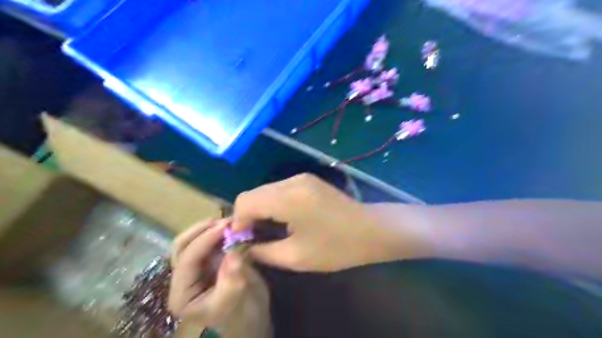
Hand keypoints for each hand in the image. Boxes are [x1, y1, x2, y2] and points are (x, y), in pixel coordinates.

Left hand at [170, 219, 273, 337]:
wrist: (252, 317)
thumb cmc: (241, 315)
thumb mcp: (236, 301)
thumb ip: (232, 279)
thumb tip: (234, 253)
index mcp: (182, 294)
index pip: (186, 260)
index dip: (204, 240)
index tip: (225, 226)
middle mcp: (183, 278)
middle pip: (182, 246)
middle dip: (202, 230)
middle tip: (226, 221)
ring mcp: (196, 267)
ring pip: (193, 240)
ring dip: (210, 227)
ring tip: (230, 221)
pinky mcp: (209, 260)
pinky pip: (209, 241)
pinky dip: (219, 231)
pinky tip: (232, 227)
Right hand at [232, 175, 400, 272]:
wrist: (372, 230)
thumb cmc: (337, 247)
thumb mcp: (296, 257)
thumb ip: (263, 251)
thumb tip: (243, 248)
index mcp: (288, 198)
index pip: (245, 201)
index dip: (237, 222)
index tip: (241, 241)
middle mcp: (292, 181)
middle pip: (253, 193)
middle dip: (247, 215)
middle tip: (252, 238)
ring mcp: (301, 178)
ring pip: (265, 190)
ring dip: (260, 209)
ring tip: (266, 231)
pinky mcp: (308, 180)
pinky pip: (279, 189)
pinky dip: (272, 203)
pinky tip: (281, 219)